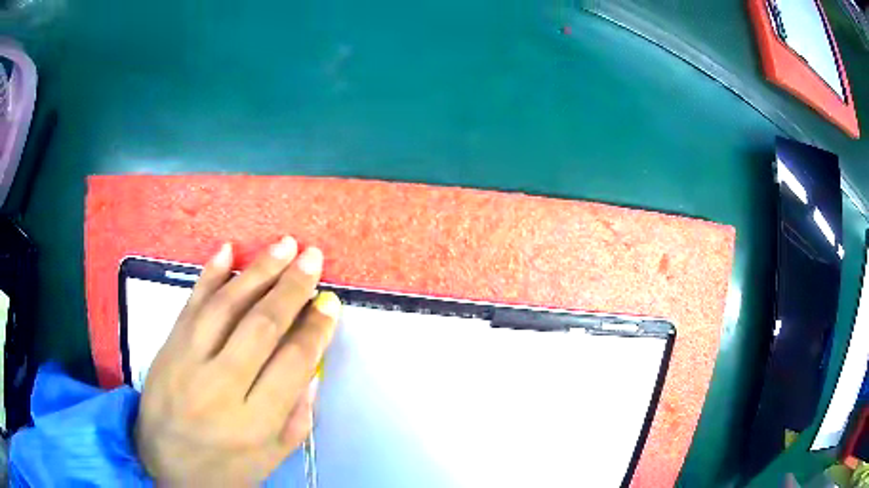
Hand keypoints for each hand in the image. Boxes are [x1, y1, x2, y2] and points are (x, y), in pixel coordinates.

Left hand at [134, 237, 340, 484]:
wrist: (163, 464)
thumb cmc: (223, 468)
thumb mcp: (271, 457)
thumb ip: (297, 417)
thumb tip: (313, 369)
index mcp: (254, 422)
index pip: (292, 364)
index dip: (315, 329)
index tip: (330, 303)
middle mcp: (221, 387)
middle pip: (261, 327)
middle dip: (291, 288)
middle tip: (313, 257)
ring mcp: (188, 361)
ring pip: (226, 307)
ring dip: (258, 271)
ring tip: (284, 245)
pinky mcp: (168, 346)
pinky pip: (191, 304)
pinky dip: (209, 274)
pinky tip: (228, 250)